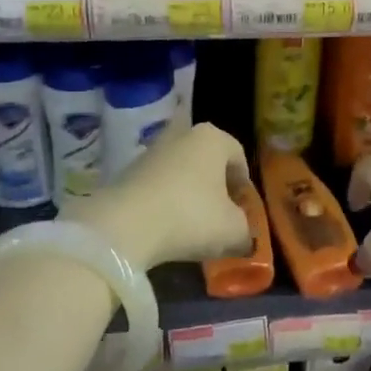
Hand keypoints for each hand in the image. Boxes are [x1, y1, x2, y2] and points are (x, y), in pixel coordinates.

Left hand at [71, 123, 252, 271]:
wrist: (124, 226)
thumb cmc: (190, 217)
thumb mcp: (232, 230)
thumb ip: (246, 230)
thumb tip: (244, 236)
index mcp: (213, 138)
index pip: (239, 157)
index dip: (244, 186)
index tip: (243, 211)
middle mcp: (183, 134)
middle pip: (208, 161)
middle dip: (216, 187)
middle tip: (220, 216)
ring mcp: (152, 151)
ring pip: (182, 172)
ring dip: (190, 194)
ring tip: (192, 225)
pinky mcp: (128, 170)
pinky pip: (158, 184)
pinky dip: (166, 201)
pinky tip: (166, 225)